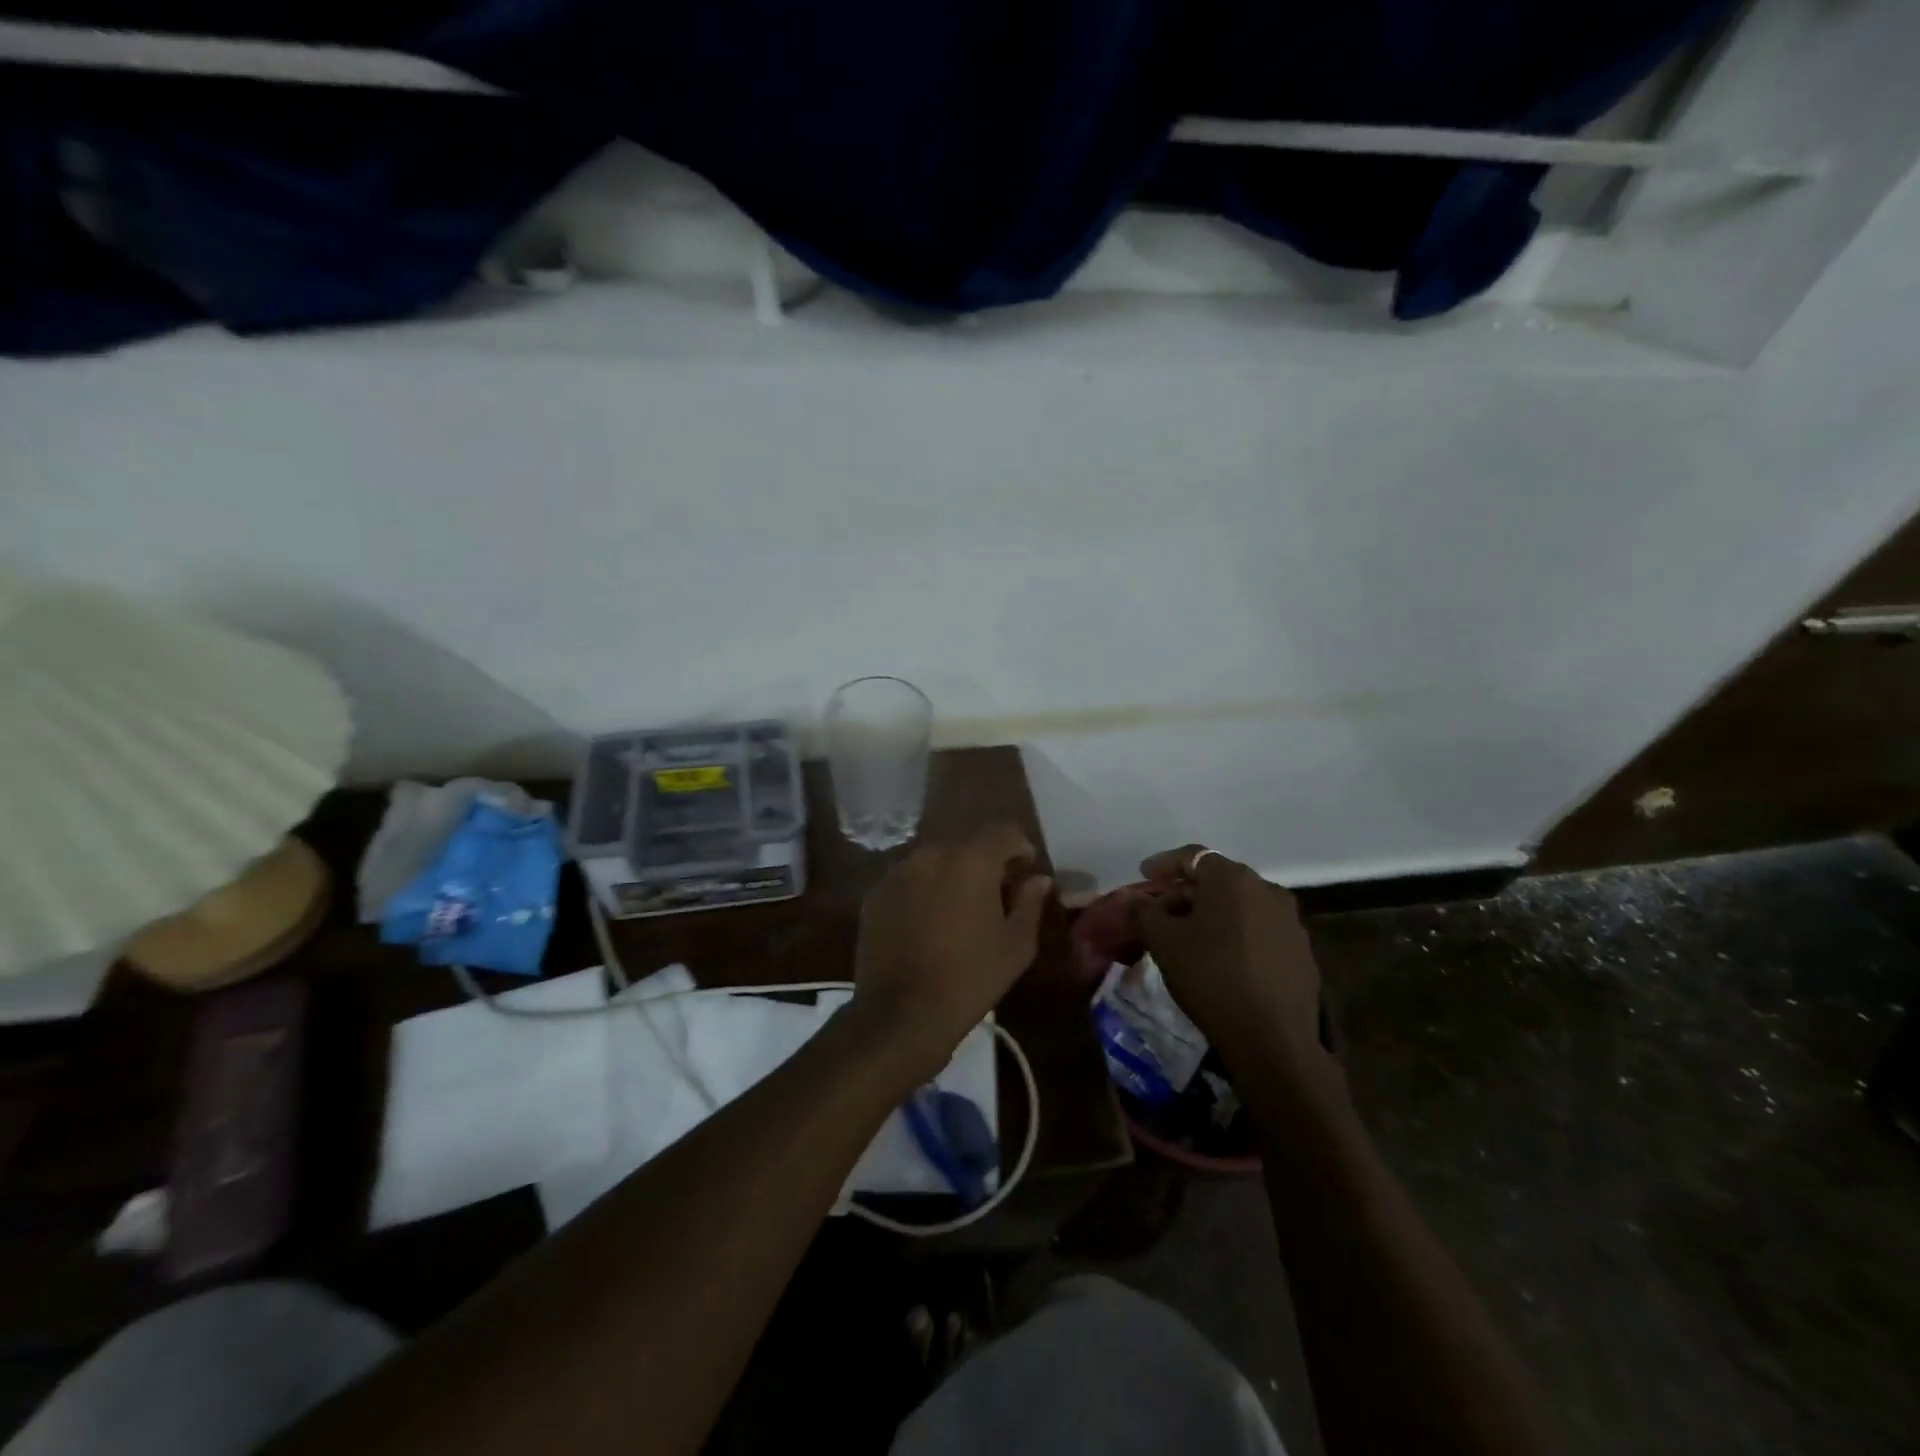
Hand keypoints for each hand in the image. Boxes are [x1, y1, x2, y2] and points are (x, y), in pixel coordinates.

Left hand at [851, 824, 1052, 1082]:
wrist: (902, 1014)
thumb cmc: (970, 978)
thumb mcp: (1016, 945)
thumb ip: (1030, 903)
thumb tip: (1038, 879)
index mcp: (970, 860)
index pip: (1003, 832)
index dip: (1020, 848)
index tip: (1025, 873)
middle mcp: (931, 855)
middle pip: (966, 846)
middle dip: (984, 865)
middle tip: (994, 898)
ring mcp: (898, 873)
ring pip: (935, 863)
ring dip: (951, 877)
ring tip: (958, 913)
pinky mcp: (875, 894)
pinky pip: (909, 882)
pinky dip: (923, 893)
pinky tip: (927, 925)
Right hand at [1134, 846, 1327, 1076]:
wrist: (1272, 1039)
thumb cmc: (1210, 977)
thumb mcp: (1164, 942)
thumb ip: (1144, 912)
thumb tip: (1135, 899)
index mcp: (1233, 879)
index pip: (1193, 856)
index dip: (1164, 864)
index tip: (1144, 876)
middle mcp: (1266, 890)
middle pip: (1218, 880)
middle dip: (1186, 892)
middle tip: (1162, 913)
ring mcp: (1290, 921)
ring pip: (1241, 905)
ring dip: (1213, 914)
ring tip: (1190, 938)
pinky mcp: (1302, 952)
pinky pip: (1260, 930)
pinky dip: (1237, 934)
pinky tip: (1222, 960)